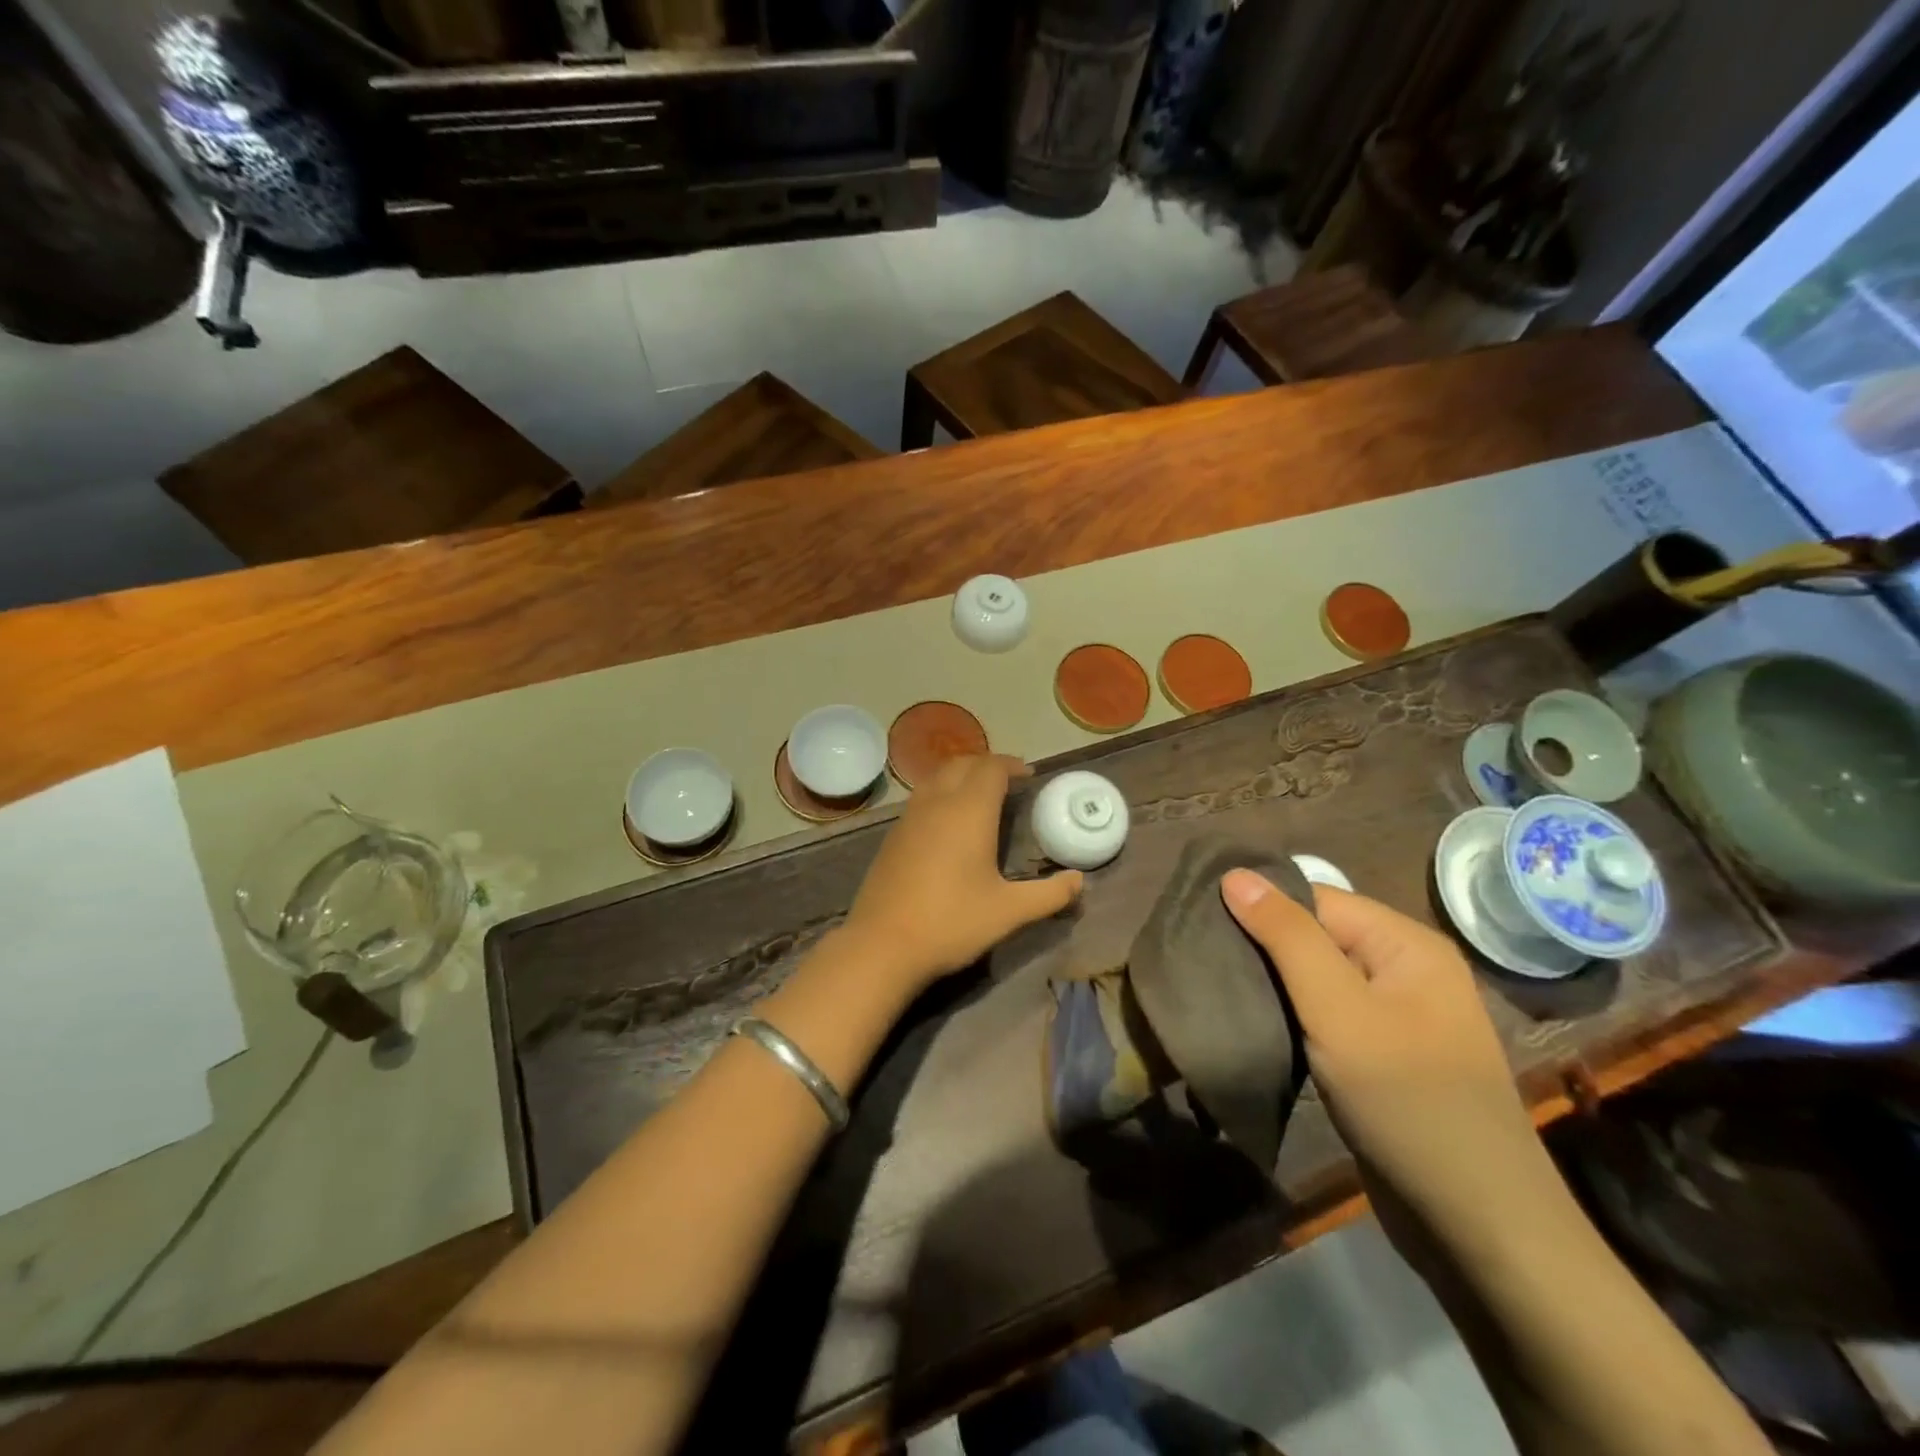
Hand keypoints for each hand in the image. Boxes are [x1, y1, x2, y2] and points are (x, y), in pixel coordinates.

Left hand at [843, 756, 1083, 990]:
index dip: (1012, 765)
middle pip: (962, 764)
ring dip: (961, 775)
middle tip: (1008, 781)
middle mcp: (937, 803)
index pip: (991, 768)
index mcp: (969, 811)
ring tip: (980, 795)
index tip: (1029, 776)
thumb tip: (1079, 881)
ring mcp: (910, 817)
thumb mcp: (1009, 912)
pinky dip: (941, 793)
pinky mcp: (893, 835)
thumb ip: (1049, 894)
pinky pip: (921, 797)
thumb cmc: (951, 922)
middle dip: (987, 765)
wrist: (882, 944)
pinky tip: (948, 822)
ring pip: (937, 777)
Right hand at [1220, 872, 1567, 1258]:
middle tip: (1200, 959)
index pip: (1315, 899)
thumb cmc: (1407, 1101)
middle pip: (1315, 936)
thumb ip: (1287, 937)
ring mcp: (1395, 1016)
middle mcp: (1404, 969)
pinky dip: (1290, 1016)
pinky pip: (1325, 1015)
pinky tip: (1253, 1023)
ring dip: (1271, 984)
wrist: (1477, 1226)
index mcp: (1405, 943)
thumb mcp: (1338, 1010)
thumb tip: (1236, 874)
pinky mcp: (1382, 1056)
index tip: (1201, 922)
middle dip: (1261, 947)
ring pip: (1315, 978)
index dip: (1260, 907)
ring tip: (1215, 987)